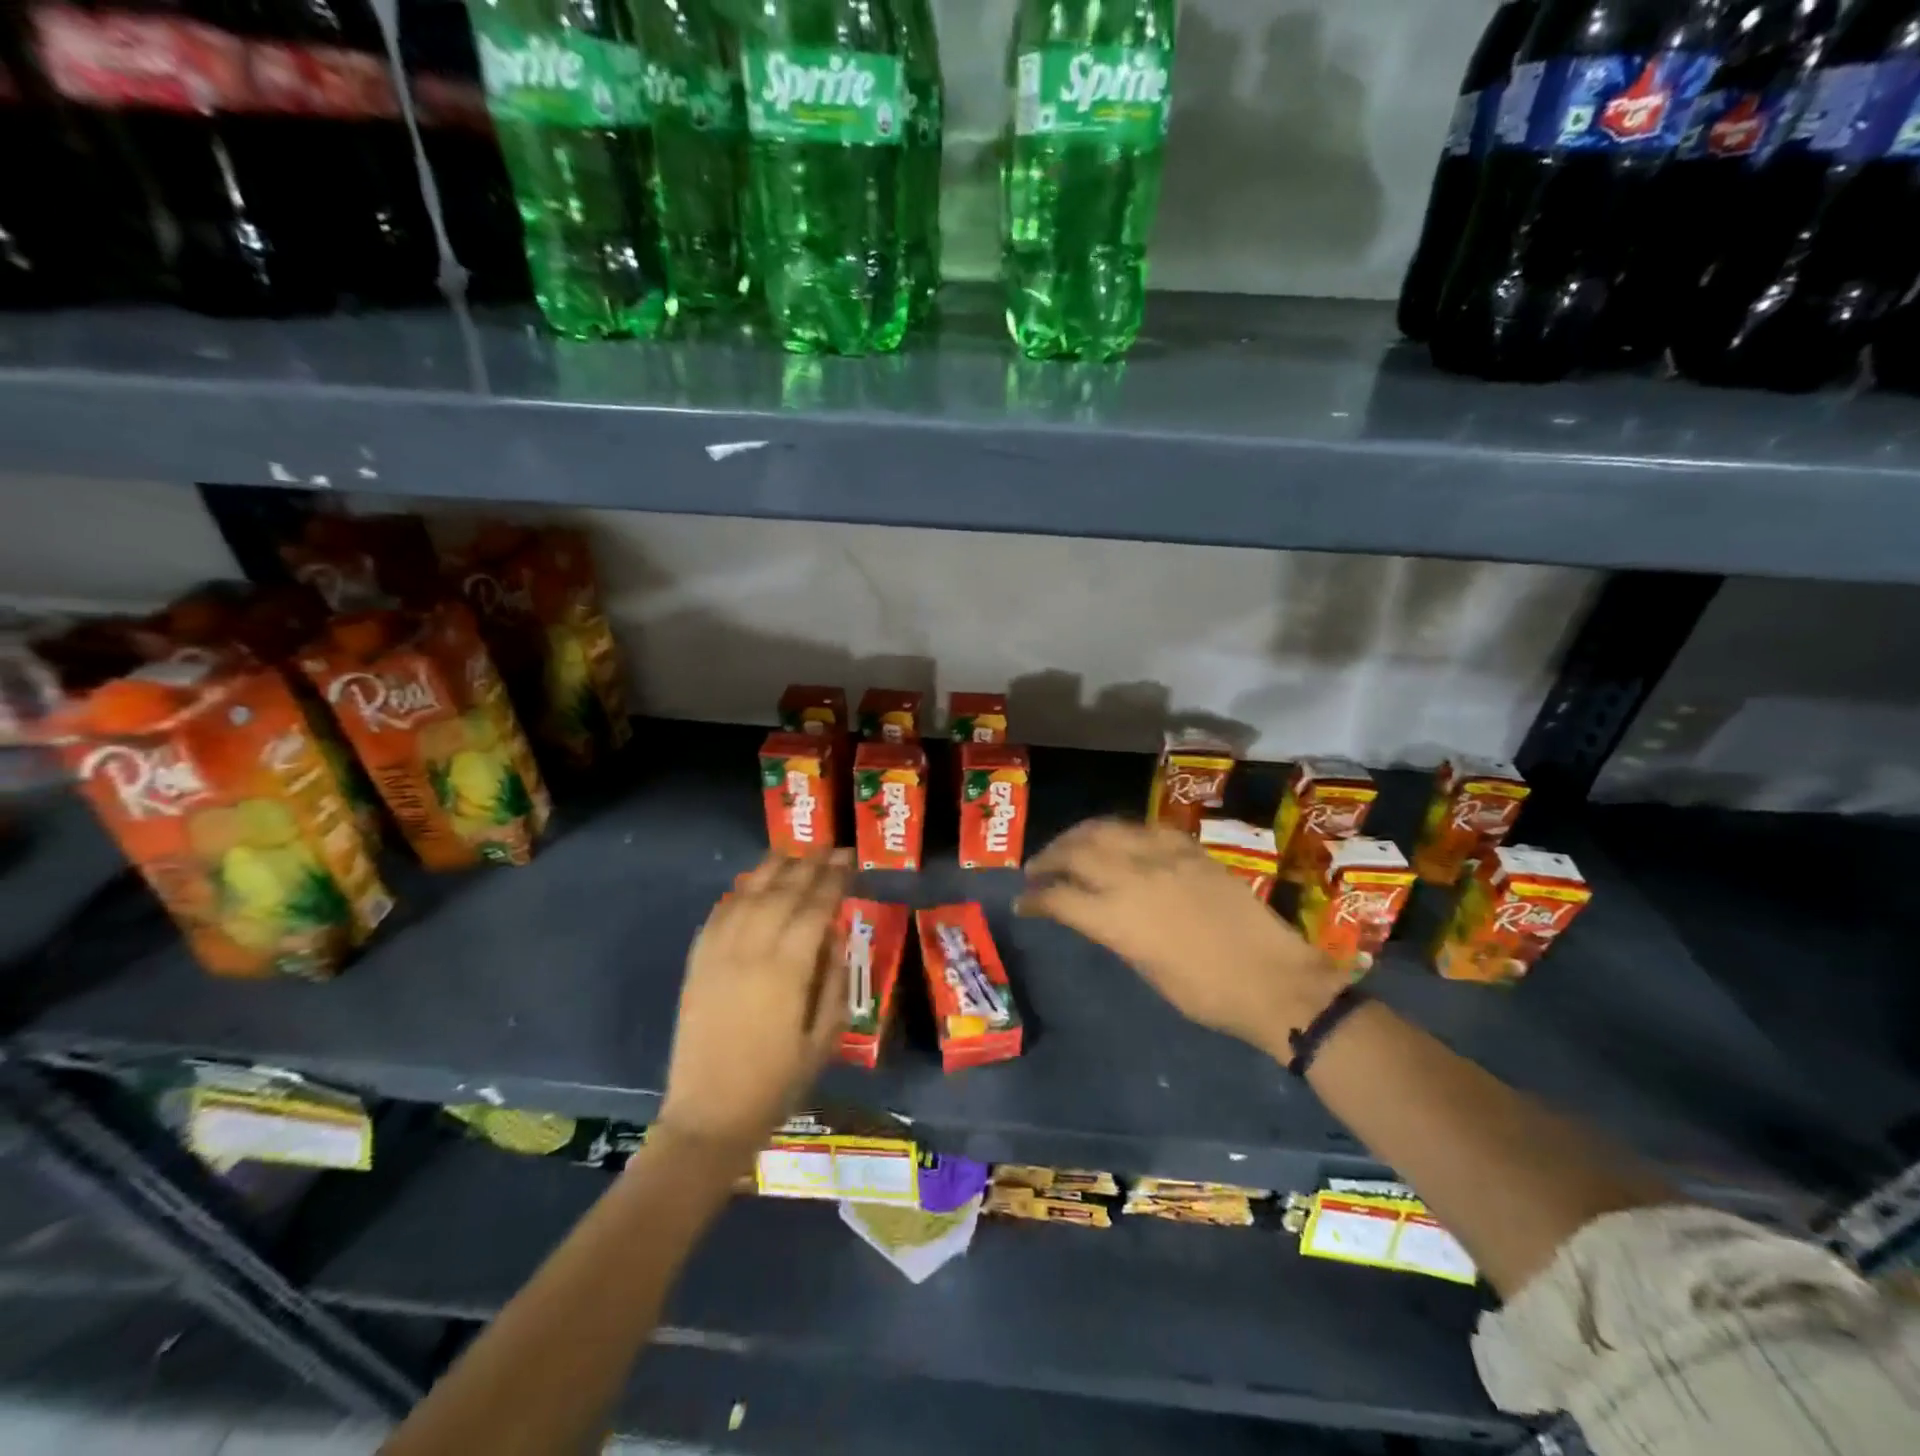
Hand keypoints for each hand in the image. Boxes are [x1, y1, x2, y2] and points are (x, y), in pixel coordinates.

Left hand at [656, 852, 852, 1158]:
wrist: (710, 1116)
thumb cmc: (777, 1083)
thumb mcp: (824, 1037)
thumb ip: (834, 979)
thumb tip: (835, 933)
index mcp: (787, 971)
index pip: (815, 907)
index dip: (834, 879)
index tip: (848, 858)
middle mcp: (750, 952)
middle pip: (781, 892)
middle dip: (808, 865)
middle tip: (827, 848)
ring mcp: (718, 955)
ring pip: (746, 895)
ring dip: (771, 869)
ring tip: (792, 853)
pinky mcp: (697, 965)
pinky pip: (717, 915)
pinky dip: (736, 893)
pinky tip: (750, 885)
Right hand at [1019, 819, 1344, 1058]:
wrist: (1275, 980)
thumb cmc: (1207, 995)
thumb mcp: (1147, 971)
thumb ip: (1114, 934)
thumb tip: (1094, 915)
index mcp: (1118, 919)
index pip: (1060, 898)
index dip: (1036, 899)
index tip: (1024, 902)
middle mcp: (1133, 878)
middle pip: (1075, 853)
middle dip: (1048, 859)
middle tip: (1037, 870)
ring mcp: (1163, 856)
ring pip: (1105, 830)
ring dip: (1077, 836)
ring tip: (1067, 846)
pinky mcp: (1189, 849)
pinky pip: (1143, 827)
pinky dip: (1119, 831)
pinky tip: (1116, 838)